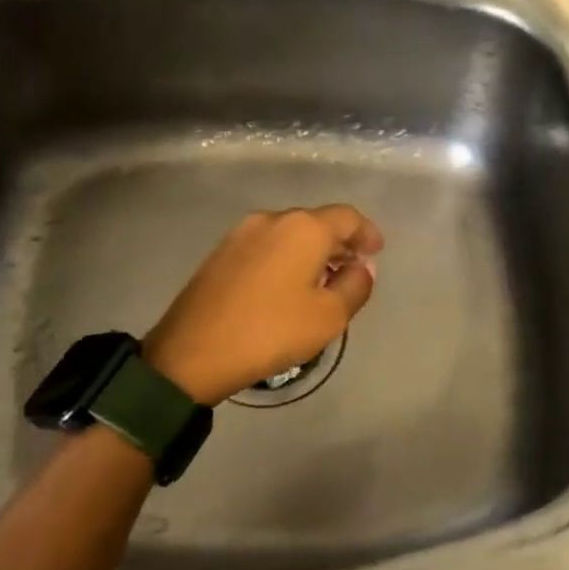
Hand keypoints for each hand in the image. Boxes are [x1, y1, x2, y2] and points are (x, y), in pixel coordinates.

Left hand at [143, 205, 384, 404]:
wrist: (192, 352)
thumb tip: (361, 267)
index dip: (367, 233)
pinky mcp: (221, 253)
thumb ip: (355, 286)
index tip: (377, 252)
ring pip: (289, 234)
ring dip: (311, 252)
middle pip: (316, 222)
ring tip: (321, 281)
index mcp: (303, 228)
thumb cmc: (271, 331)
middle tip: (352, 269)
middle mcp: (272, 219)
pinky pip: (267, 246)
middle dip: (339, 243)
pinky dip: (286, 258)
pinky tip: (287, 286)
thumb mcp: (328, 316)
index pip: (347, 217)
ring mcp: (241, 234)